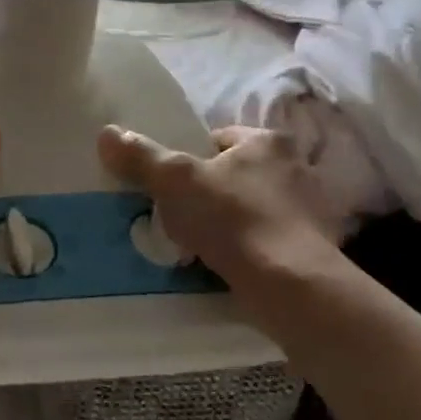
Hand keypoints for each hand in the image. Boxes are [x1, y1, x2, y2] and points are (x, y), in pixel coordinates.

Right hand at [97, 123, 353, 302]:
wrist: (290, 286)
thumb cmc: (233, 219)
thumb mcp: (174, 181)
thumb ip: (141, 156)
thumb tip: (107, 133)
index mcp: (268, 141)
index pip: (218, 140)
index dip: (188, 159)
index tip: (169, 185)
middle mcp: (296, 168)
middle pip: (234, 174)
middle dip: (208, 193)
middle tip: (178, 215)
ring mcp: (310, 210)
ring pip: (250, 209)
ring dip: (227, 223)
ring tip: (197, 244)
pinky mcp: (313, 249)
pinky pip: (266, 240)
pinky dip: (247, 249)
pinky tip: (225, 265)